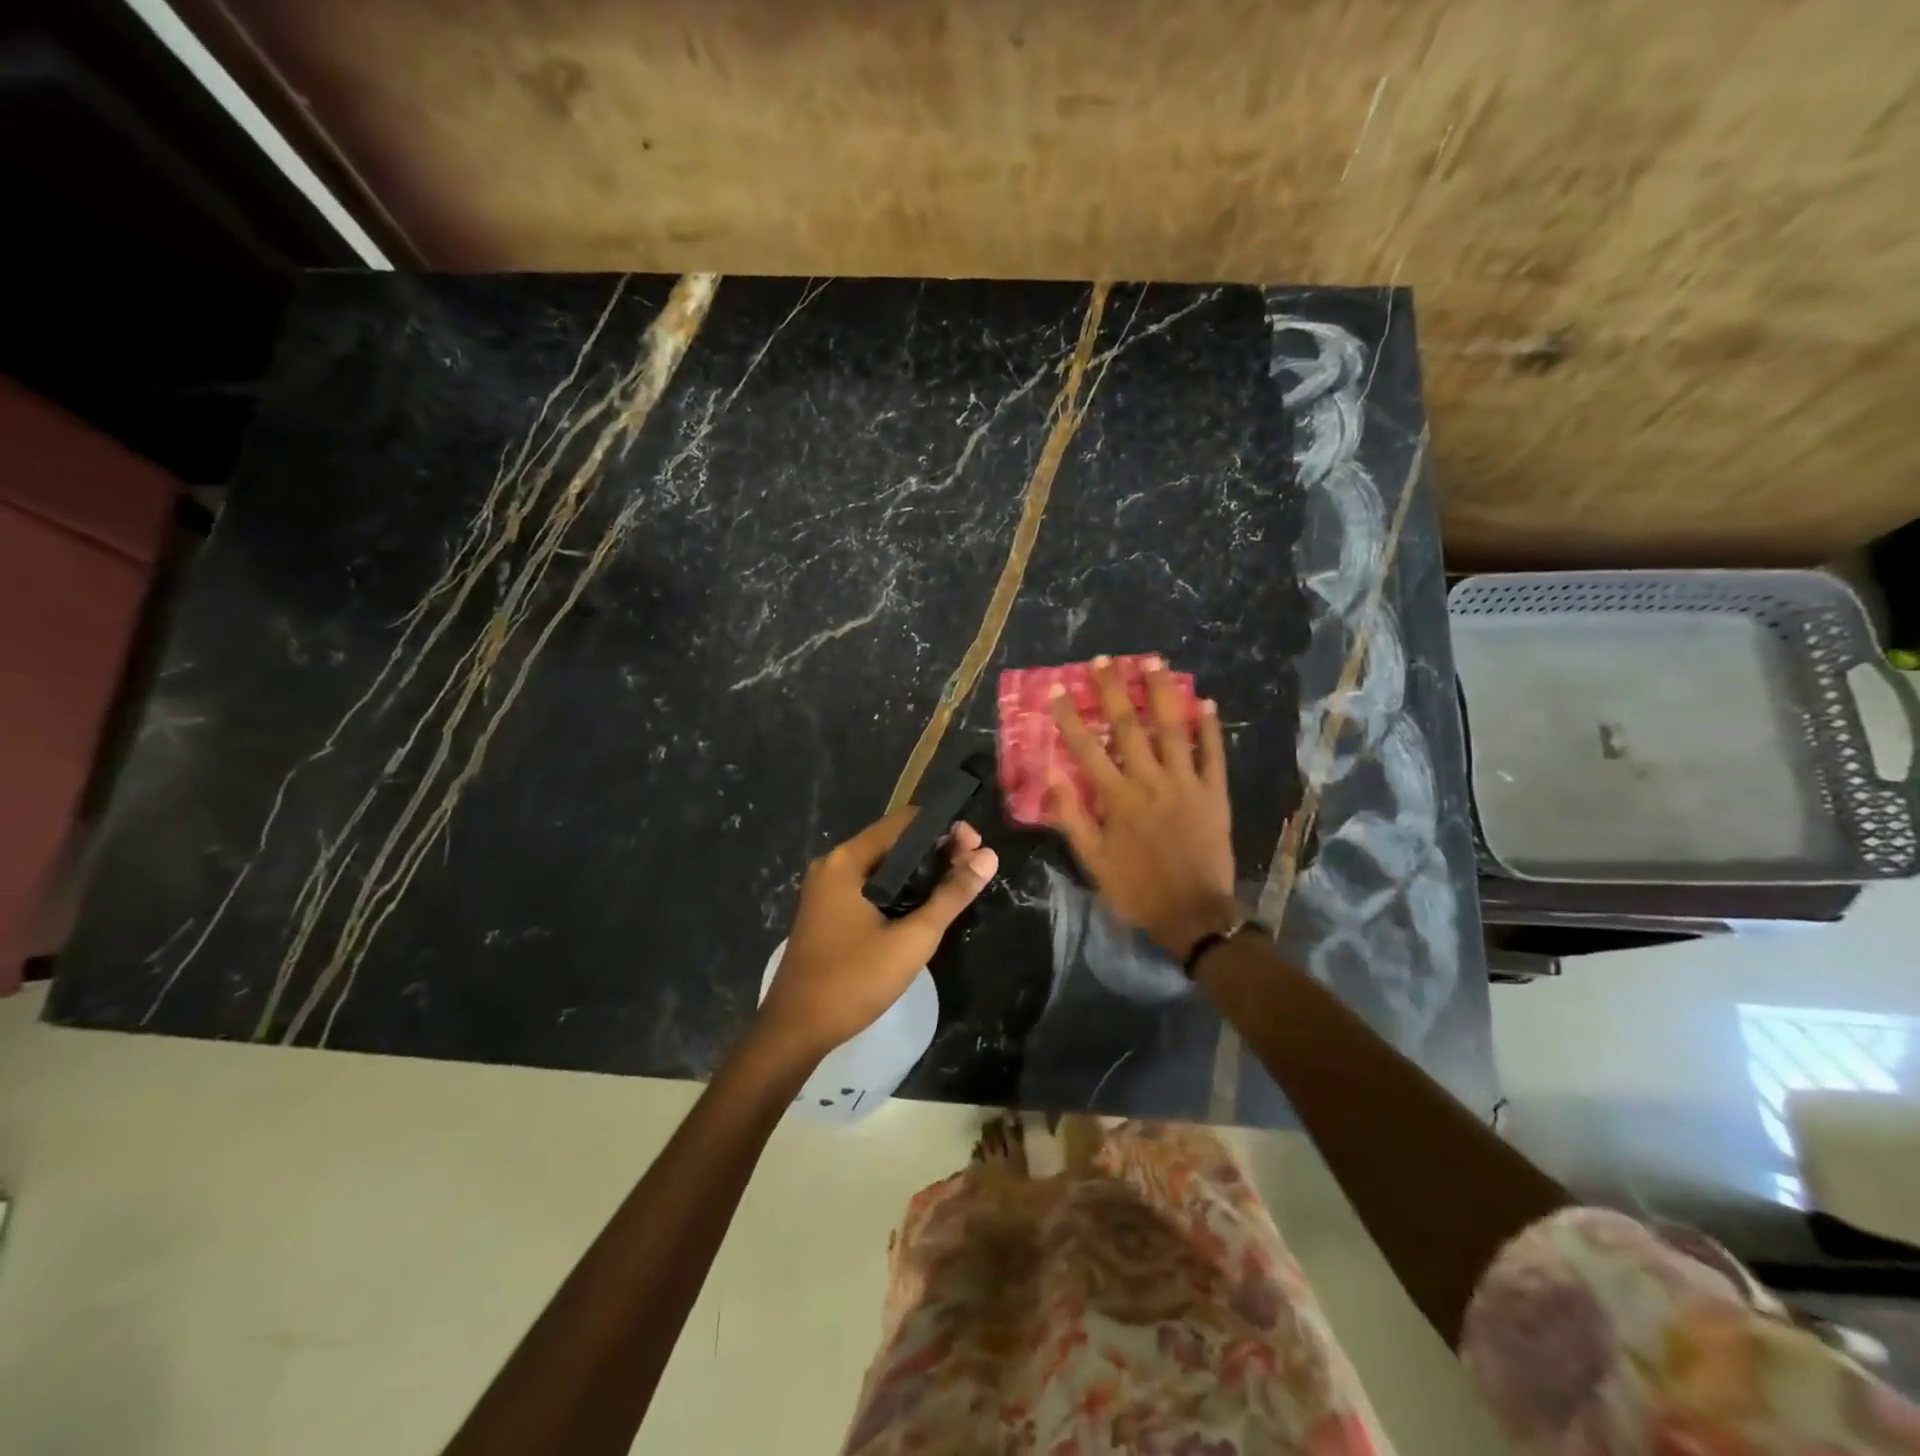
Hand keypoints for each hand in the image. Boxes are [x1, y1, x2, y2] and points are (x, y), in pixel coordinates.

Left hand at [755, 811, 997, 1062]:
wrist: (796, 1030)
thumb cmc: (854, 981)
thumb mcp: (913, 939)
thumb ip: (951, 895)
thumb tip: (989, 856)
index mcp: (847, 860)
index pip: (904, 822)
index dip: (945, 829)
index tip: (976, 848)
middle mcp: (833, 864)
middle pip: (893, 841)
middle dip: (935, 850)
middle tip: (973, 868)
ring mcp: (826, 888)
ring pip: (883, 865)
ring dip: (919, 871)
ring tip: (956, 885)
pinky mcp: (827, 910)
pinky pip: (869, 884)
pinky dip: (898, 888)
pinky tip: (923, 906)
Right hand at [1047, 656, 1239, 959]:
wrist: (1194, 915)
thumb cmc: (1137, 890)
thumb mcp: (1092, 862)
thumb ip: (1071, 817)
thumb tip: (1050, 775)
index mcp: (1117, 799)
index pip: (1086, 748)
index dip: (1070, 716)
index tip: (1057, 688)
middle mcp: (1150, 782)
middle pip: (1128, 727)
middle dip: (1114, 690)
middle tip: (1104, 660)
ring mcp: (1186, 784)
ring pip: (1172, 729)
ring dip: (1162, 693)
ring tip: (1154, 661)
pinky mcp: (1214, 793)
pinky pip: (1213, 754)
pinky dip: (1210, 728)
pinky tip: (1205, 701)